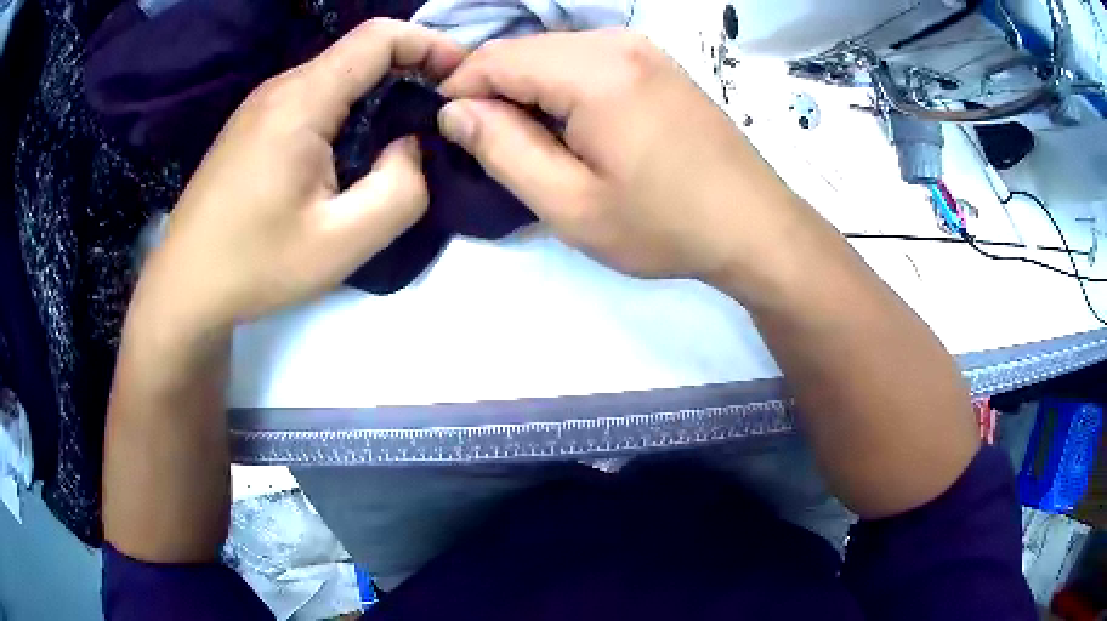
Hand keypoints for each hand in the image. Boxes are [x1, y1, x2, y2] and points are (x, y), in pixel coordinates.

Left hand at [133, 19, 465, 334]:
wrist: (183, 288)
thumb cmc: (255, 266)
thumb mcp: (341, 242)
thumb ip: (400, 189)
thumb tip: (408, 145)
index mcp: (301, 101)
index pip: (379, 37)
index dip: (431, 44)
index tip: (461, 78)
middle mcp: (280, 88)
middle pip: (359, 52)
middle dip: (411, 69)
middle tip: (440, 112)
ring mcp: (261, 106)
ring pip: (336, 75)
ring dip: (378, 92)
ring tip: (402, 135)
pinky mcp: (252, 126)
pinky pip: (313, 98)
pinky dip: (348, 109)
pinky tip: (351, 151)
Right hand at [437, 30, 807, 290]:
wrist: (755, 226)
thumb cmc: (665, 224)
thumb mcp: (570, 204)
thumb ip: (503, 149)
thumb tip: (455, 111)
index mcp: (594, 70)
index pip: (495, 58)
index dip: (458, 89)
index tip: (448, 132)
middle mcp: (617, 42)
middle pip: (525, 50)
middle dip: (492, 89)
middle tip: (486, 144)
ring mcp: (643, 48)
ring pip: (554, 53)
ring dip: (527, 89)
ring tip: (527, 141)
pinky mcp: (657, 63)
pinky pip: (587, 60)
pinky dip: (561, 86)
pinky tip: (569, 125)